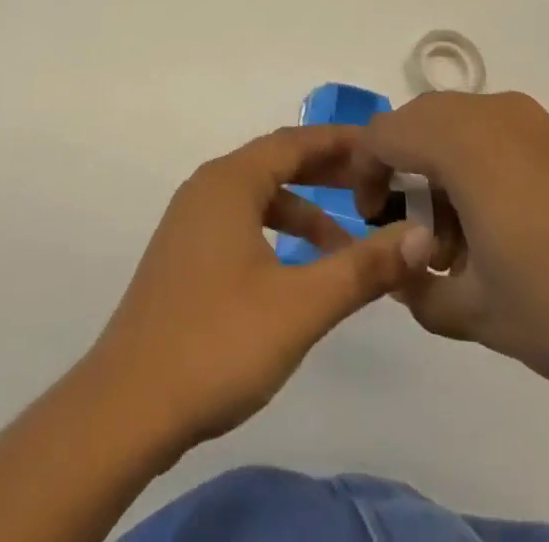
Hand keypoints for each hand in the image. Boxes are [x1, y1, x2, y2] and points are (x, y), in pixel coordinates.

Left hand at [88, 126, 437, 453]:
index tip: (384, 146)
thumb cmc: (217, 342)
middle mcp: (207, 188)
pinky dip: (277, 232)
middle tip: (376, 186)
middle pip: (275, 163)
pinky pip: (241, 222)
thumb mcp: (300, 306)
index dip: (340, 141)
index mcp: (229, 182)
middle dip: (326, 172)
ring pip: (258, 197)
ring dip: (303, 209)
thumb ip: (362, 268)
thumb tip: (421, 237)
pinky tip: (298, 269)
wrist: (128, 406)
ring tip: (347, 242)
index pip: (294, 141)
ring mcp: (190, 222)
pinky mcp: (184, 255)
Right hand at [358, 92, 548, 405]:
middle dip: (401, 168)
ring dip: (440, 168)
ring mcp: (533, 122)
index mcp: (461, 141)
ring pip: (458, 125)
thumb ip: (419, 290)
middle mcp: (492, 113)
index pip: (382, 133)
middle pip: (418, 120)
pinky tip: (504, 228)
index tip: (368, 219)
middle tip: (412, 232)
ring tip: (460, 241)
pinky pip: (497, 134)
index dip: (361, 171)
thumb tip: (401, 274)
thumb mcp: (475, 313)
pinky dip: (477, 165)